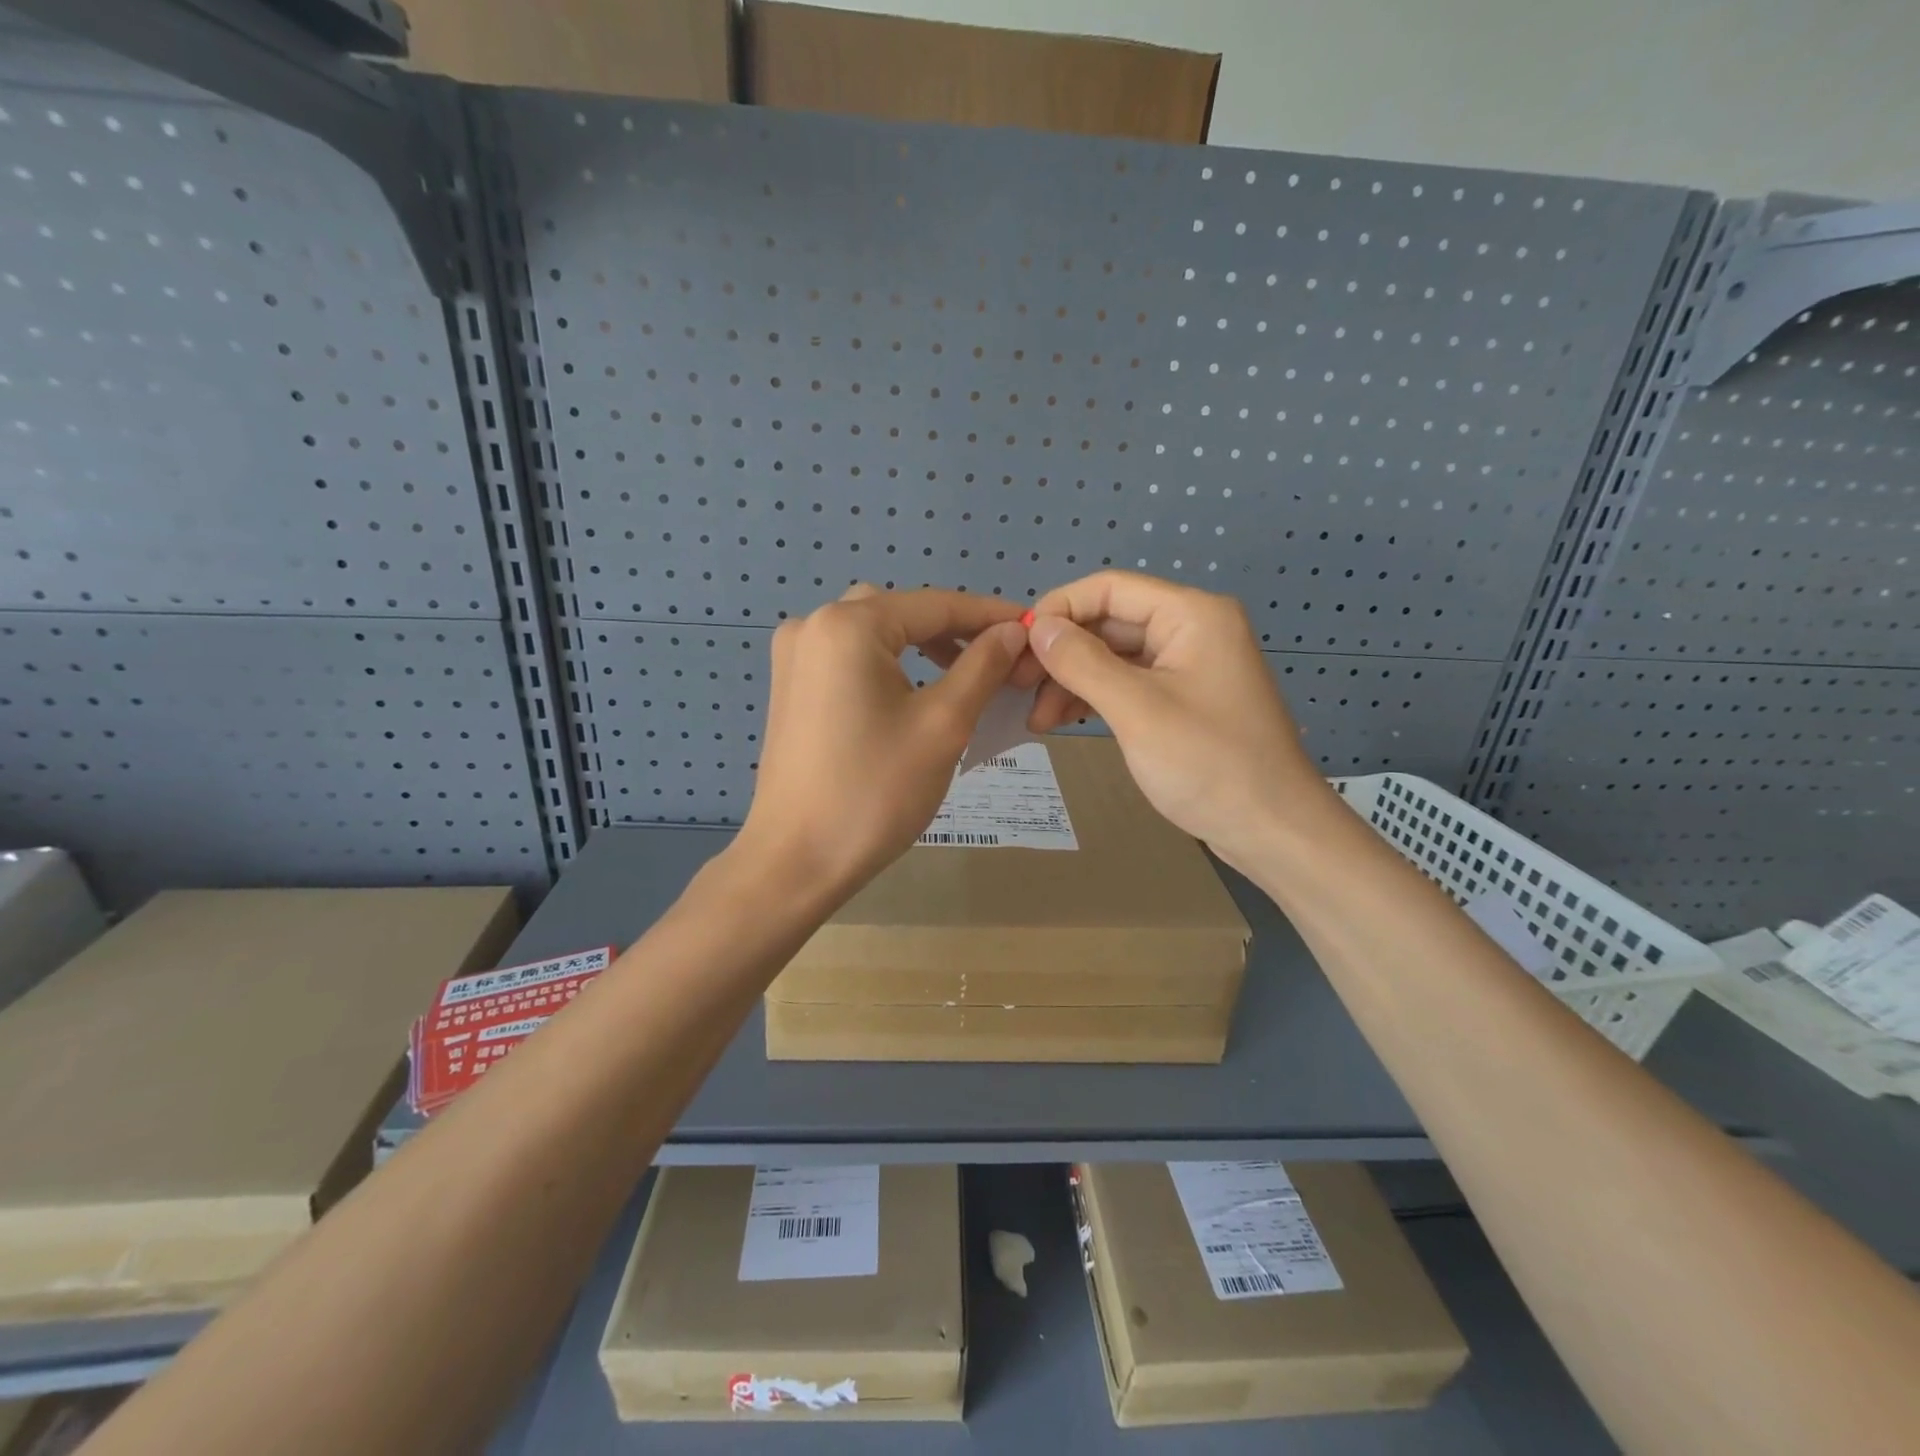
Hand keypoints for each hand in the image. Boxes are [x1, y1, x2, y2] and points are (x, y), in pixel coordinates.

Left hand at [737, 585, 1029, 900]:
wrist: (797, 861)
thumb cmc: (875, 792)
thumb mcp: (943, 725)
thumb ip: (982, 667)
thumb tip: (1013, 631)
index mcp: (848, 625)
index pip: (935, 604)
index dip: (989, 615)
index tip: (1034, 628)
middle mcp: (812, 625)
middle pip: (901, 612)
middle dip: (953, 631)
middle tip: (999, 659)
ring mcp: (794, 657)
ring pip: (874, 633)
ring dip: (920, 646)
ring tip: (963, 675)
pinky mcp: (789, 687)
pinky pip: (849, 658)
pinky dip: (887, 664)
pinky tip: (913, 693)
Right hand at [1024, 571, 1324, 864]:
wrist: (1271, 830)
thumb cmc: (1208, 764)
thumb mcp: (1137, 710)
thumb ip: (1083, 662)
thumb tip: (1037, 628)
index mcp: (1191, 615)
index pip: (1109, 588)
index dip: (1058, 609)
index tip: (1017, 646)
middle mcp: (1191, 629)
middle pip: (1109, 622)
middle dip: (1061, 652)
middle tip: (1017, 687)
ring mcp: (1188, 666)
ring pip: (1114, 656)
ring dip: (1072, 681)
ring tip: (1036, 718)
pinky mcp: (1182, 699)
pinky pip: (1128, 684)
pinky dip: (1094, 698)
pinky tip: (1060, 720)